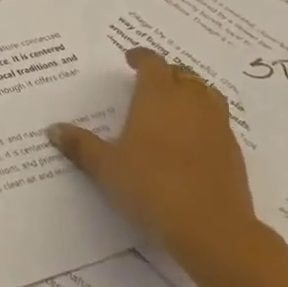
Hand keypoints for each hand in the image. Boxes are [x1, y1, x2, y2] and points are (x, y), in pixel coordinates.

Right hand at [48, 47, 260, 284]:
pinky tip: (191, 140)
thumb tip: (53, 129)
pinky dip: (205, 121)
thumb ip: (80, 145)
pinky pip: (220, 123)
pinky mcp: (234, 153)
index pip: (152, 63)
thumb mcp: (106, 167)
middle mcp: (190, 103)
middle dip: (167, 74)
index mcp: (158, 96)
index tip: (130, 59)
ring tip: (175, 104)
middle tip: (150, 82)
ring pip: (207, 95)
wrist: (211, 228)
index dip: (141, 58)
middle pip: (183, 75)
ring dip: (191, 93)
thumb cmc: (151, 186)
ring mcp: (217, 127)